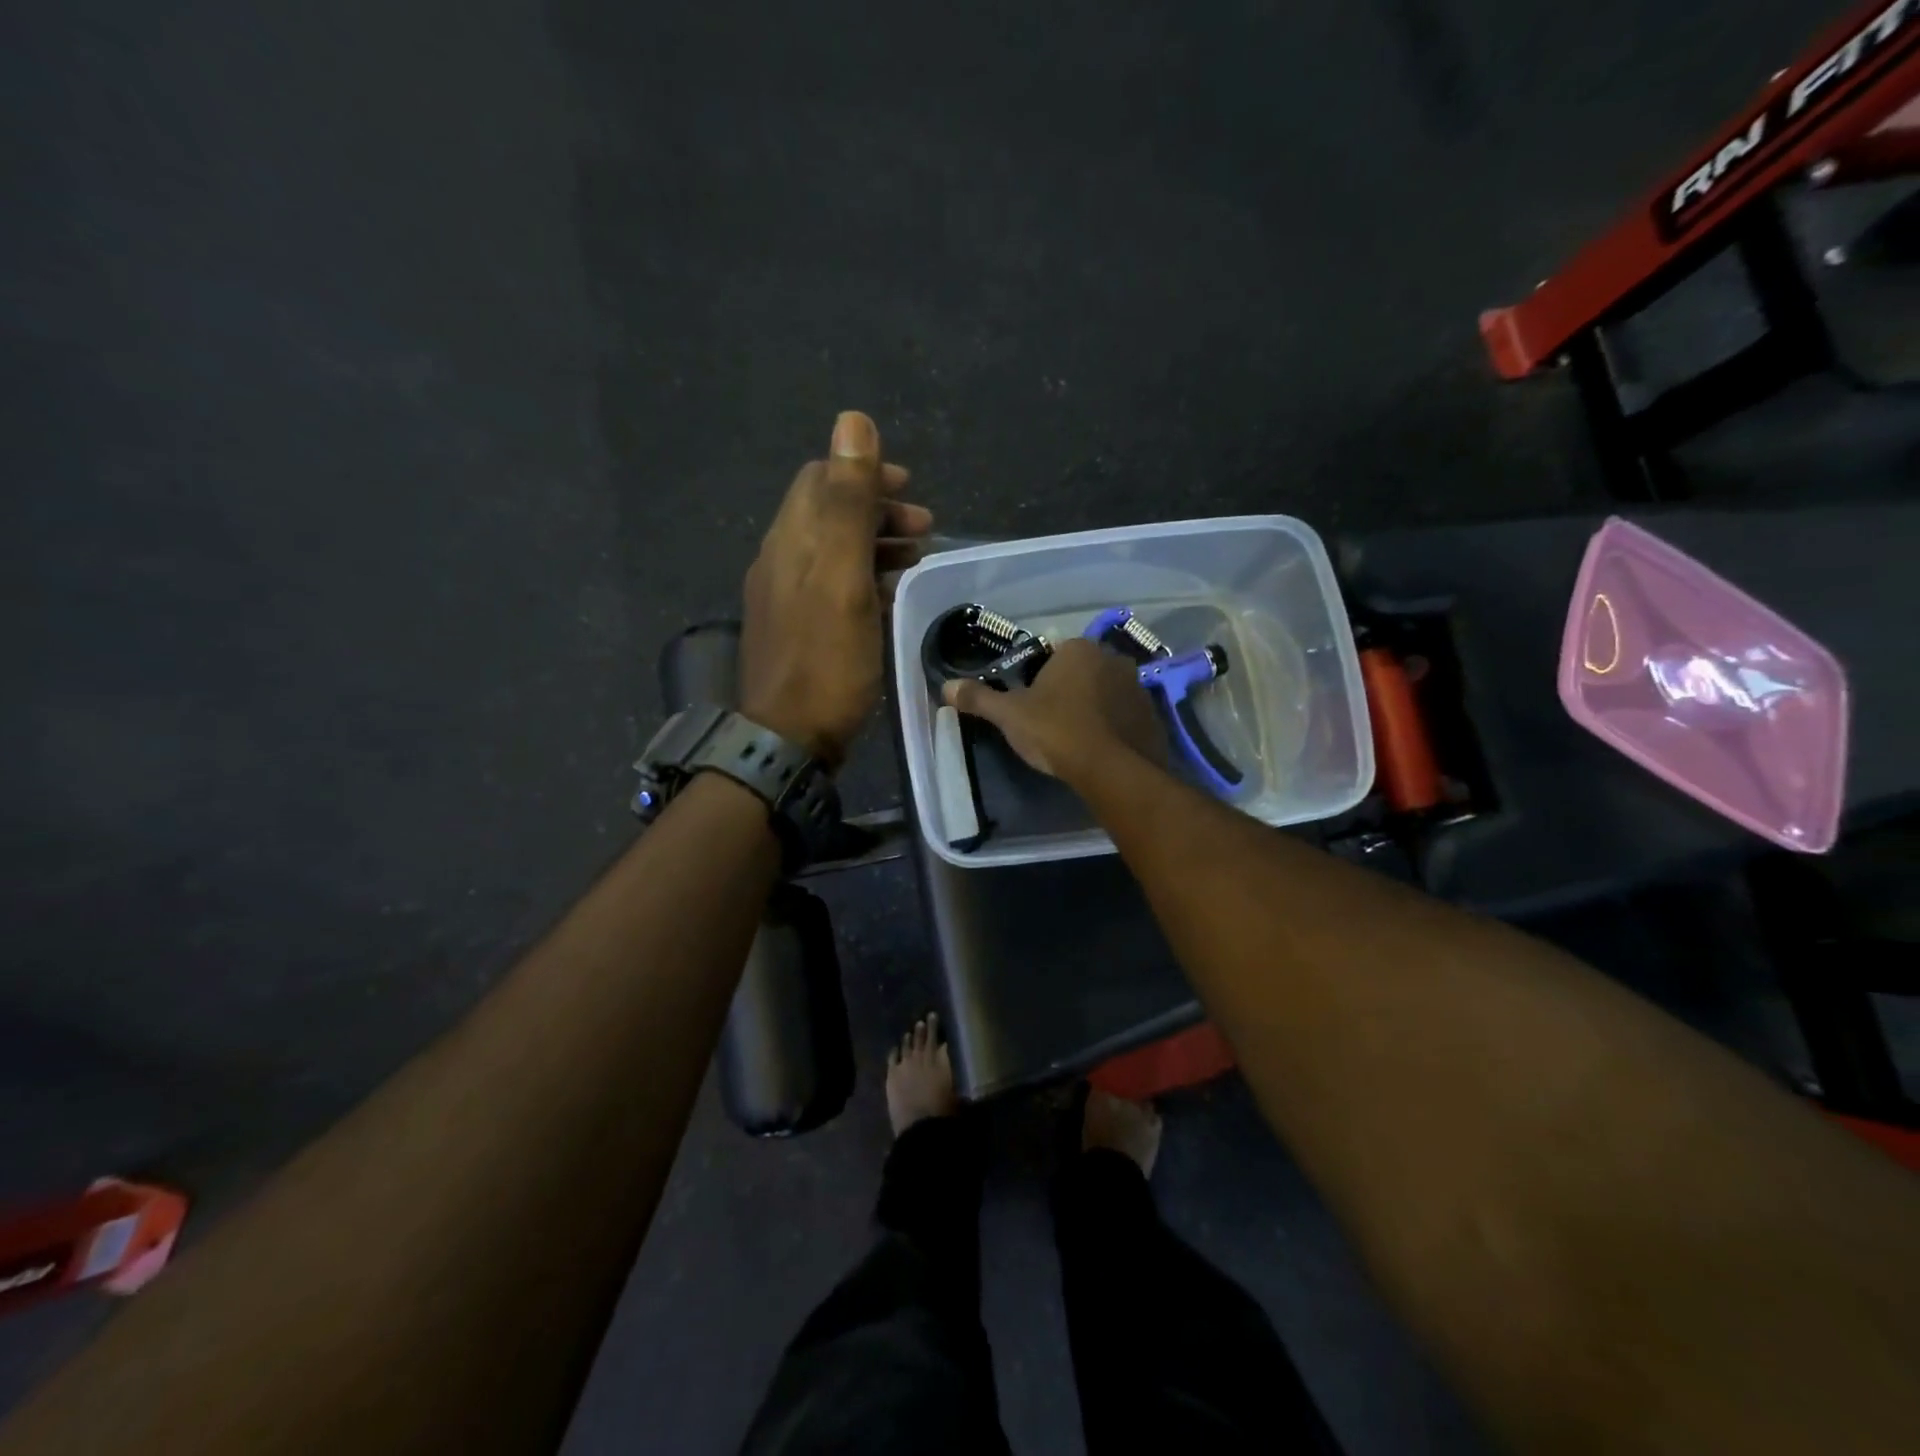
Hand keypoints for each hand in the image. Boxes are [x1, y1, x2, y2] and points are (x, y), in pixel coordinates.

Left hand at [739, 412, 931, 765]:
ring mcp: (786, 599)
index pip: (820, 480)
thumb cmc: (825, 660)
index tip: (910, 488)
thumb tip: (852, 420)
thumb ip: (847, 503)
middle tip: (925, 528)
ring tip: (916, 558)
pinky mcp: (798, 631)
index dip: (864, 474)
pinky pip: (833, 587)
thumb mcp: (842, 578)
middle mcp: (781, 562)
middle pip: (827, 515)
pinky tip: (889, 597)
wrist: (788, 739)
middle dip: (876, 510)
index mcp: (791, 542)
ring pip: (833, 553)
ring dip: (875, 544)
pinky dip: (865, 578)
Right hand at [943, 637, 1165, 783]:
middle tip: (1051, 722)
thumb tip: (945, 686)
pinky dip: (1114, 726)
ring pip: (1106, 692)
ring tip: (1077, 738)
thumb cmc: (1056, 731)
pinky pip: (1126, 715)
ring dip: (1094, 707)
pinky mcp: (1153, 715)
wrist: (1111, 769)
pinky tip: (1101, 749)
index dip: (1039, 678)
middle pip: (1082, 671)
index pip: (1053, 654)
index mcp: (1078, 649)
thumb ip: (979, 698)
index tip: (1031, 704)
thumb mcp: (1010, 715)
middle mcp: (1113, 658)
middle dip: (1069, 690)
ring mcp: (1138, 686)